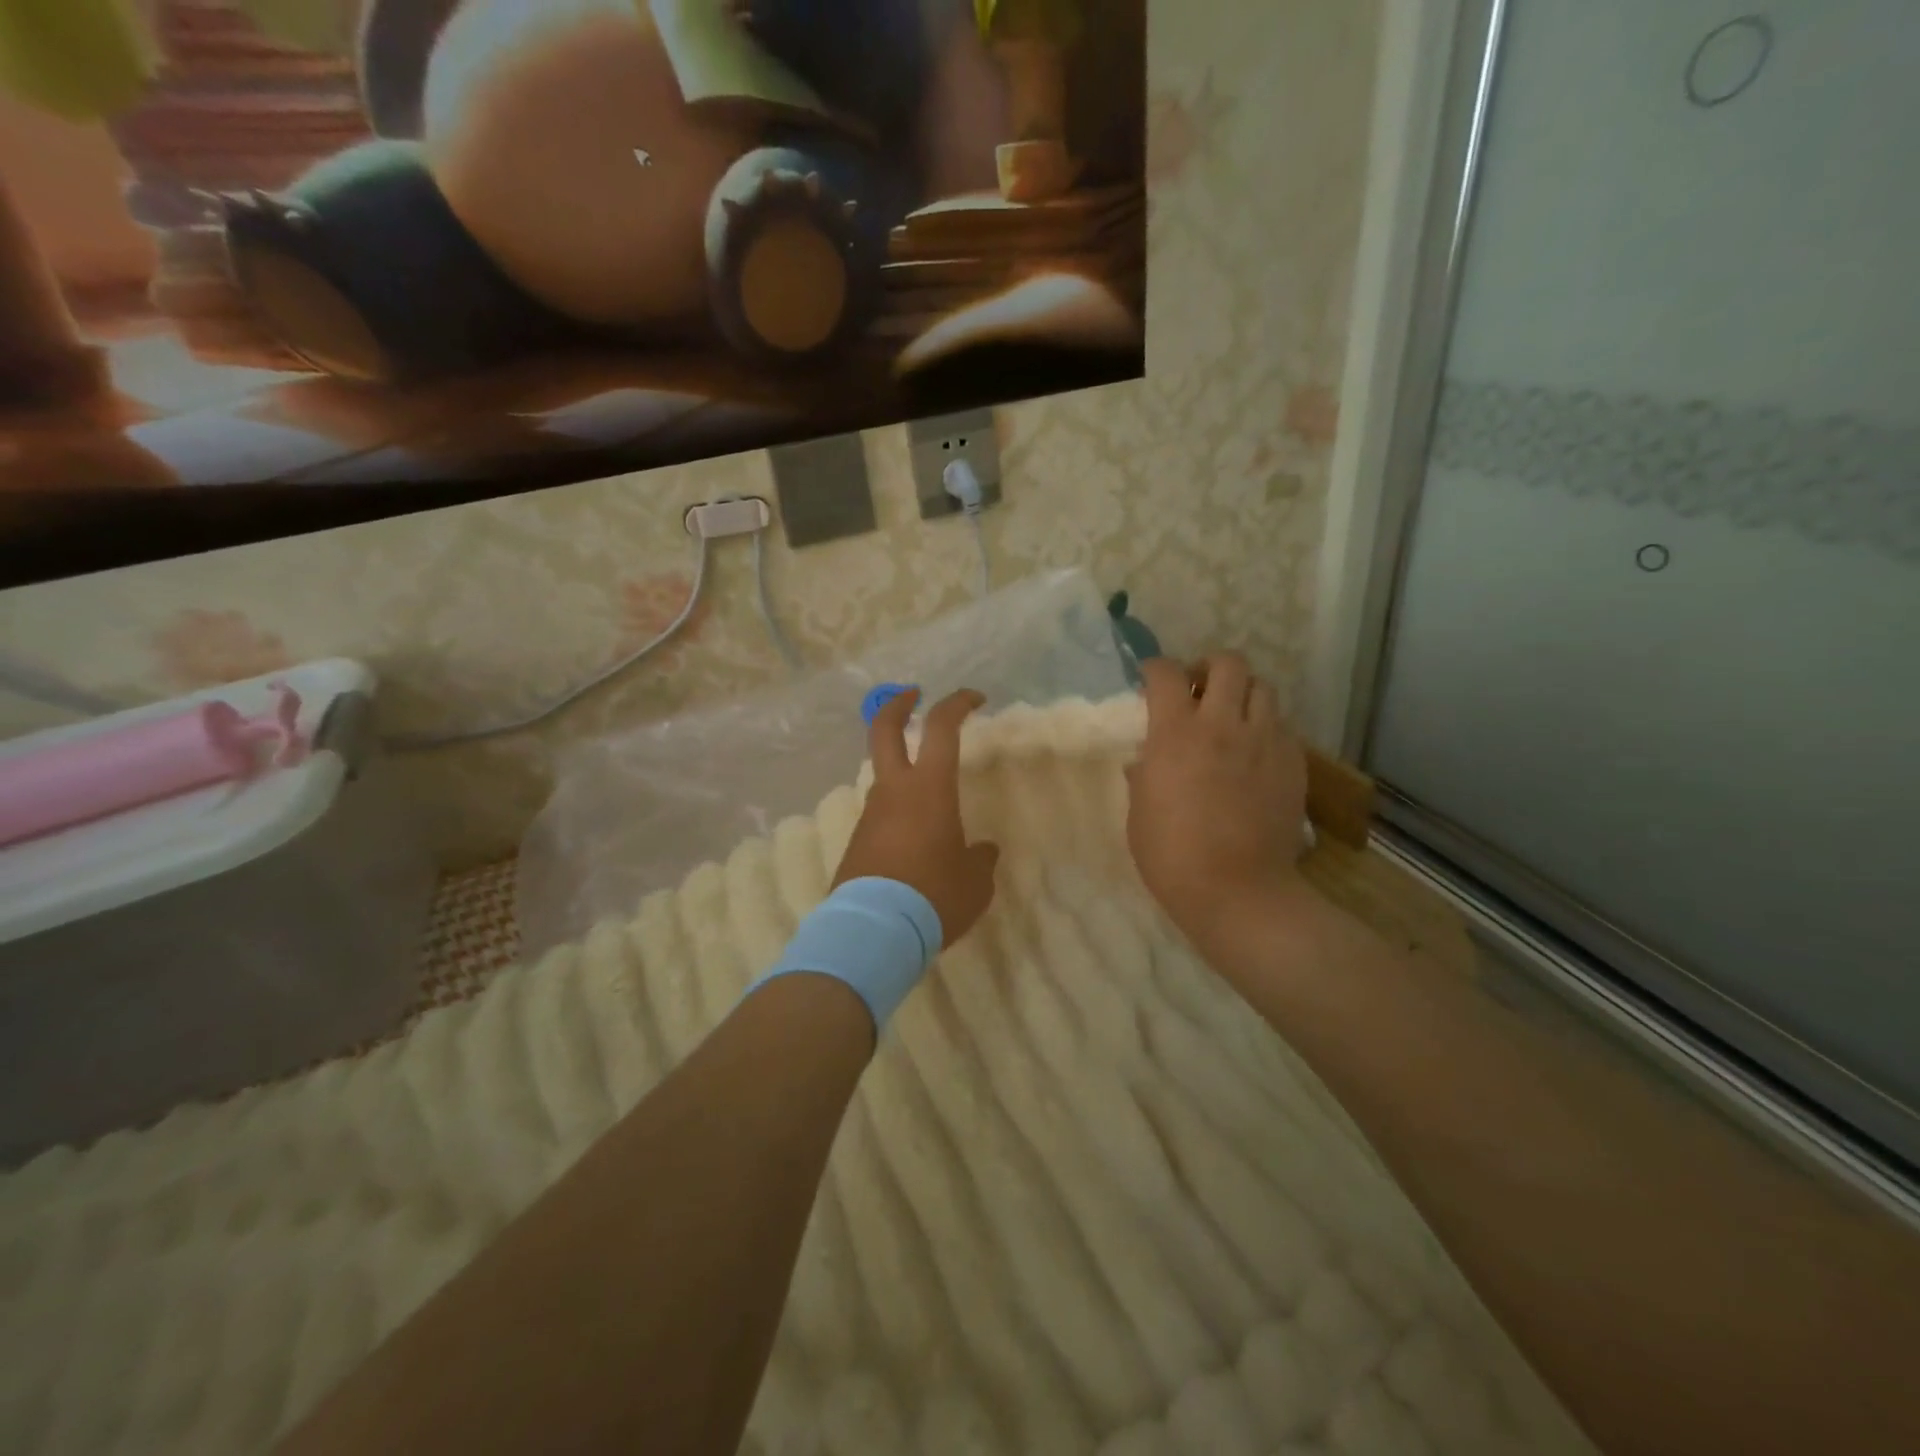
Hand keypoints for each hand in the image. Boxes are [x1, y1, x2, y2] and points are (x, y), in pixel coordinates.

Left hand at [834, 688, 1000, 946]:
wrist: (873, 931)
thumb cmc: (934, 896)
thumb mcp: (974, 881)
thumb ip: (980, 859)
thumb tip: (981, 851)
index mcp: (929, 788)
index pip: (942, 727)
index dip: (958, 703)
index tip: (975, 698)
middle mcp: (894, 791)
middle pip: (885, 730)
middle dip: (898, 704)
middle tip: (912, 695)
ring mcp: (870, 814)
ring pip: (884, 776)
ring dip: (903, 772)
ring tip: (933, 805)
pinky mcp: (857, 840)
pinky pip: (881, 814)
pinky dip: (898, 813)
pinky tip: (915, 843)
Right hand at [1126, 654, 1309, 934]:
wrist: (1237, 890)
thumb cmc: (1171, 855)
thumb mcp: (1138, 812)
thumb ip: (1143, 774)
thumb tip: (1147, 758)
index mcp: (1176, 733)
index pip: (1166, 674)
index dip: (1155, 668)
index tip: (1150, 679)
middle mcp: (1223, 724)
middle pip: (1227, 663)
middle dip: (1208, 668)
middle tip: (1199, 690)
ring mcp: (1264, 741)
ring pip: (1263, 688)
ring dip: (1243, 694)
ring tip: (1233, 718)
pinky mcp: (1293, 762)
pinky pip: (1282, 726)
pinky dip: (1265, 728)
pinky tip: (1255, 753)